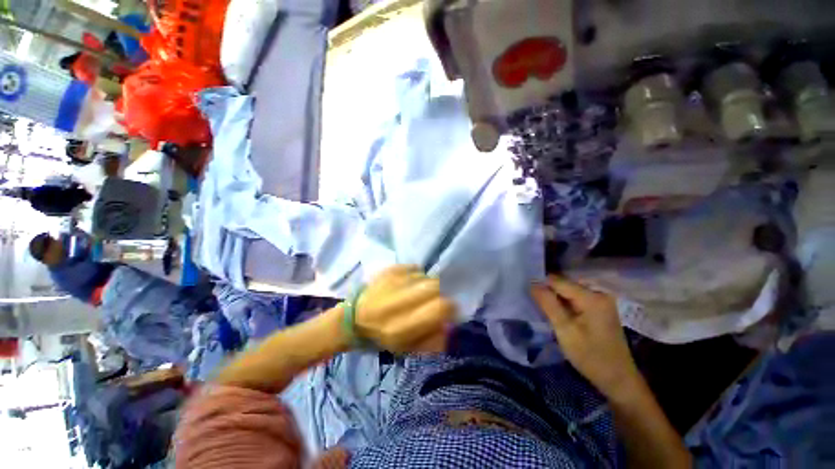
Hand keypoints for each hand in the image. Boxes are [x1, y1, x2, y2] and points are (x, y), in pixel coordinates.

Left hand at [354, 265, 455, 352]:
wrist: (354, 318)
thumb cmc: (382, 337)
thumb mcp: (408, 349)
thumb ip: (434, 339)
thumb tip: (451, 322)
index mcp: (401, 328)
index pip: (440, 308)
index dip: (450, 307)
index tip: (449, 309)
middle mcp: (396, 302)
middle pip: (435, 287)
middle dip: (441, 293)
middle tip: (437, 298)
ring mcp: (391, 282)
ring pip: (426, 277)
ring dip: (429, 285)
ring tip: (420, 292)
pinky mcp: (388, 270)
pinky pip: (415, 268)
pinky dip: (417, 276)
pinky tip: (410, 284)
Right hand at [531, 275, 640, 396]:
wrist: (618, 379)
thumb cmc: (591, 356)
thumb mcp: (564, 330)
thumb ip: (548, 304)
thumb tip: (532, 283)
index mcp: (591, 297)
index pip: (557, 281)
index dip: (541, 286)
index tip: (529, 296)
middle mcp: (598, 292)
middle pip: (564, 284)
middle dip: (549, 292)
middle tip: (538, 307)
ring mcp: (601, 300)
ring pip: (569, 291)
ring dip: (556, 299)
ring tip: (546, 311)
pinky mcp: (600, 307)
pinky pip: (576, 298)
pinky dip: (565, 304)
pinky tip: (559, 314)